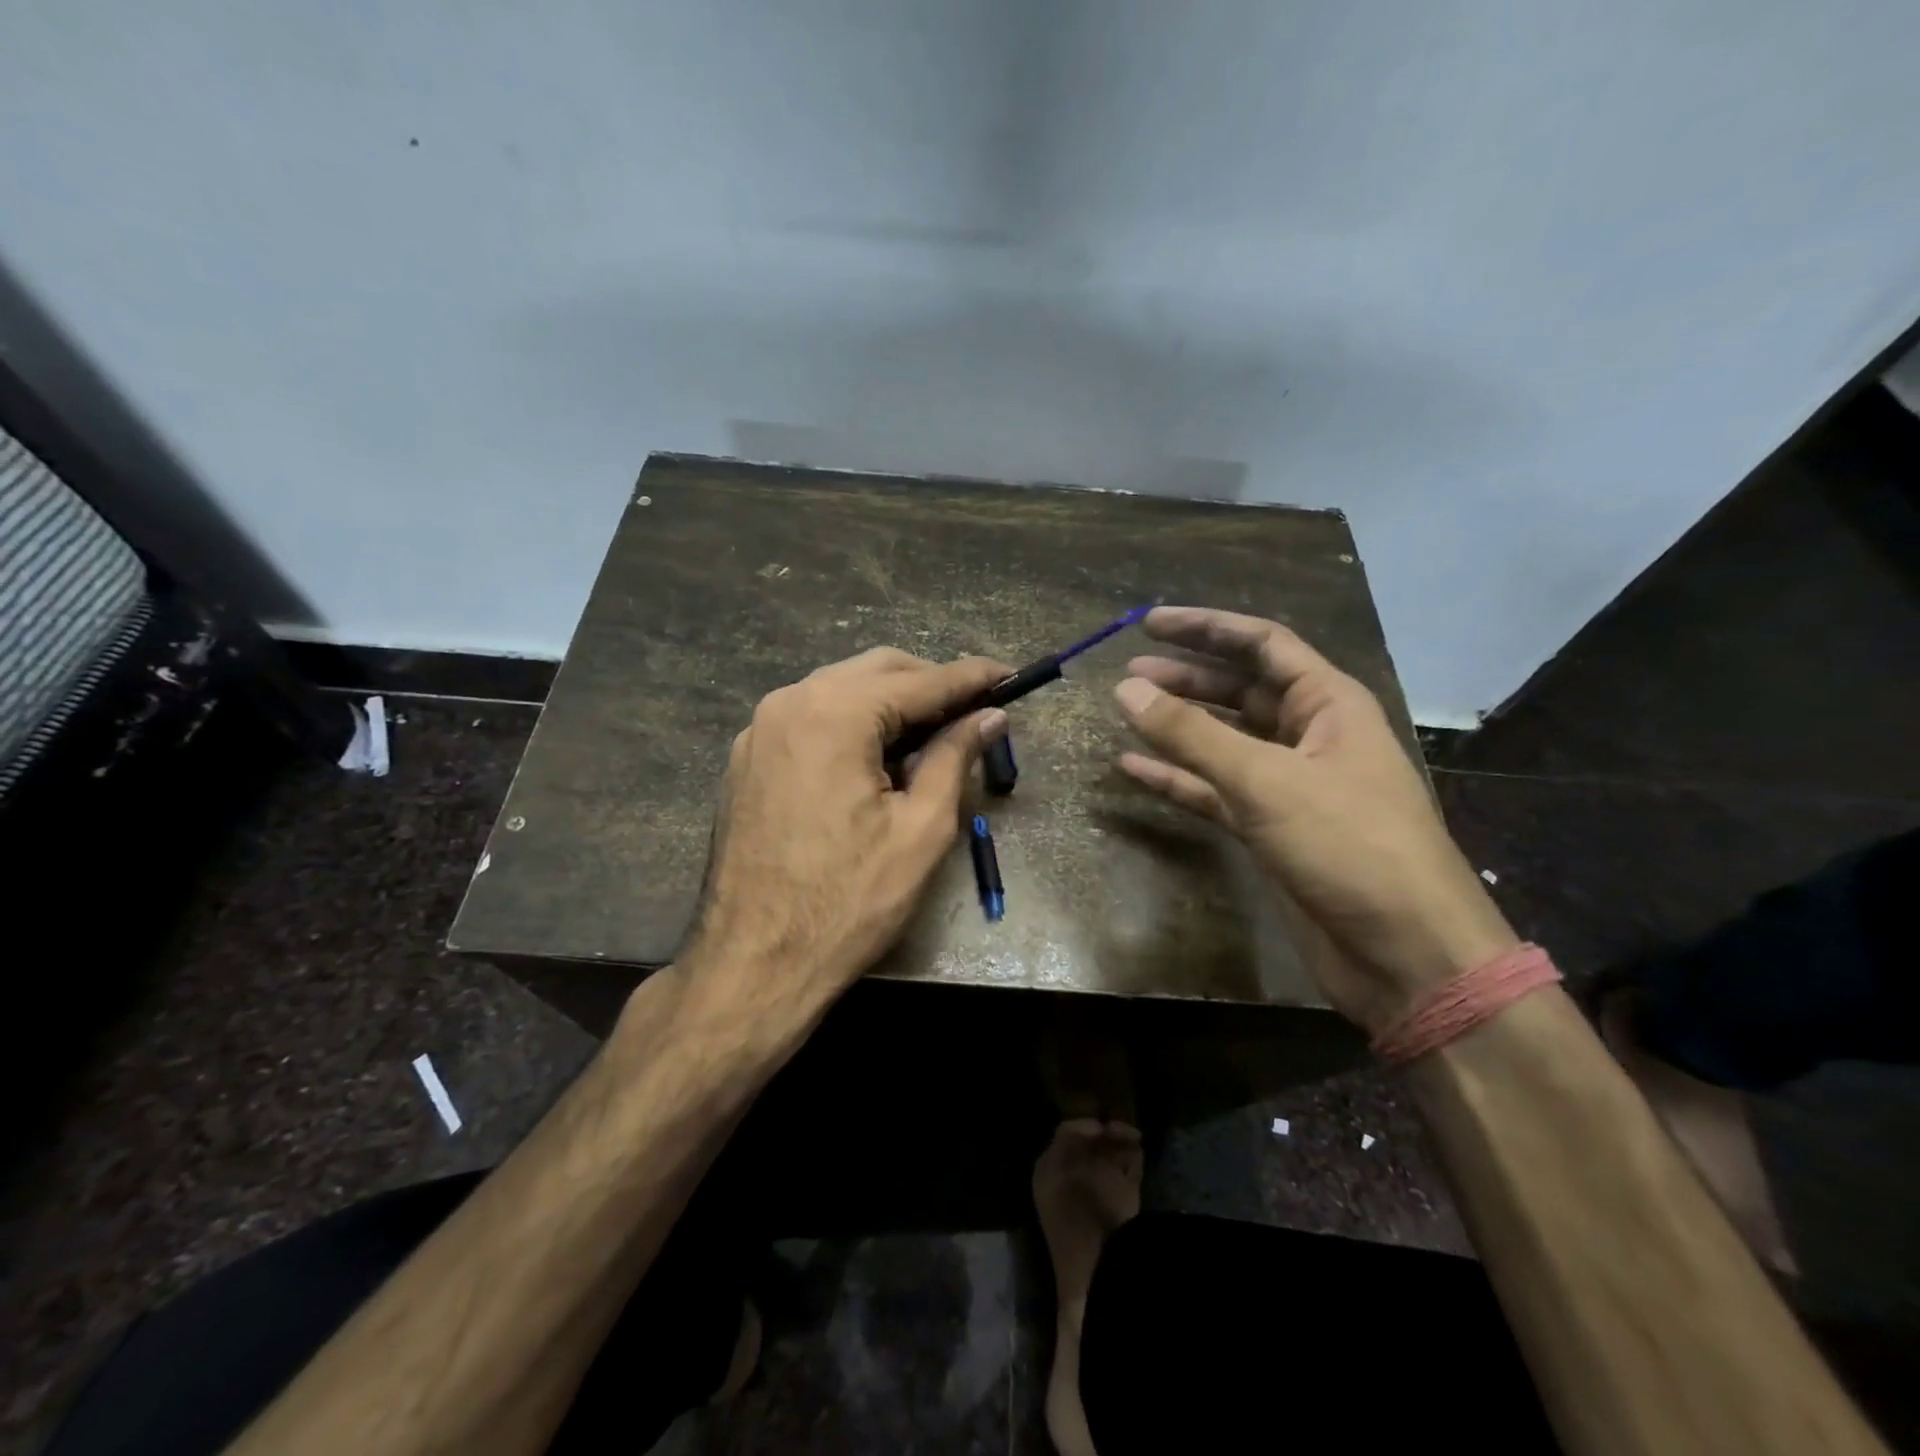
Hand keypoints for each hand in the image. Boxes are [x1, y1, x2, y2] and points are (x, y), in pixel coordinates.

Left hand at [682, 647, 1010, 1030]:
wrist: (753, 965)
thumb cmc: (849, 902)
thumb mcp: (921, 830)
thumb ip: (955, 757)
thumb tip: (990, 716)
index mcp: (834, 713)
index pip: (920, 680)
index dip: (971, 677)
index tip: (1010, 676)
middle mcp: (789, 703)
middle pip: (876, 671)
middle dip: (930, 685)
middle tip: (975, 711)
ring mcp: (759, 730)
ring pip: (841, 691)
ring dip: (891, 703)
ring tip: (933, 736)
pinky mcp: (747, 759)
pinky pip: (811, 718)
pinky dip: (853, 723)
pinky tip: (877, 758)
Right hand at [1112, 607, 1515, 1032]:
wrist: (1403, 952)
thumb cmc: (1348, 845)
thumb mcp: (1266, 780)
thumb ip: (1192, 734)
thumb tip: (1127, 689)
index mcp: (1328, 705)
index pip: (1263, 645)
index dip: (1206, 628)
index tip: (1150, 623)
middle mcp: (1309, 736)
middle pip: (1240, 690)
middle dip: (1186, 677)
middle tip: (1129, 674)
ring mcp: (1289, 785)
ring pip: (1224, 741)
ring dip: (1178, 727)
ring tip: (1126, 711)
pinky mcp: (1270, 829)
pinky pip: (1214, 790)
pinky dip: (1177, 779)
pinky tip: (1134, 769)